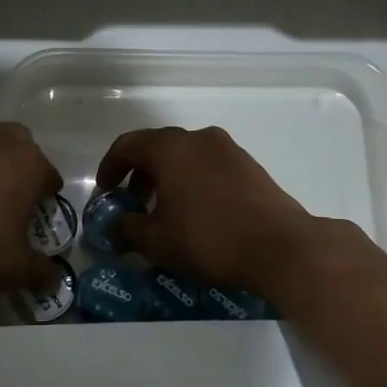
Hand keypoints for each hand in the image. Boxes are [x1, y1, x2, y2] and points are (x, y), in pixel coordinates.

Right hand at [96, 126, 321, 294]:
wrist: (280, 247)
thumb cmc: (208, 239)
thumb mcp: (157, 241)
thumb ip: (127, 229)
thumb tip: (114, 226)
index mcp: (169, 148)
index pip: (127, 145)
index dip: (110, 167)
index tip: (105, 191)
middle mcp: (198, 138)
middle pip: (157, 147)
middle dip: (140, 173)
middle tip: (133, 202)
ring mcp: (228, 149)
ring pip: (186, 156)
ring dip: (168, 177)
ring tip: (165, 210)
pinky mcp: (250, 165)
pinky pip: (209, 166)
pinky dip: (194, 180)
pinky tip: (197, 212)